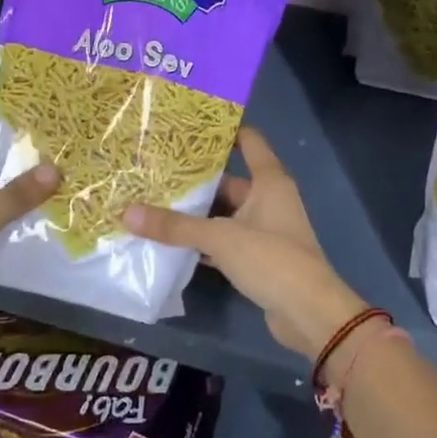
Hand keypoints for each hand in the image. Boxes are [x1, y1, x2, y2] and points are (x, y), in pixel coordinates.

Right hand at [124, 126, 366, 362]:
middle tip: (156, 169)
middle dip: (196, 178)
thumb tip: (127, 212)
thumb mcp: (220, 238)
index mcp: (269, 181)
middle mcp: (269, 199)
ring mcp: (264, 229)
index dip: (224, 130)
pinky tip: (172, 241)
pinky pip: (225, 240)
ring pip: (224, 213)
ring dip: (196, 212)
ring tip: (154, 201)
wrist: (309, 313)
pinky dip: (203, 240)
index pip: (249, 142)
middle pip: (229, 180)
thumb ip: (175, 226)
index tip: (189, 125)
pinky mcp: (258, 257)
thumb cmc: (272, 259)